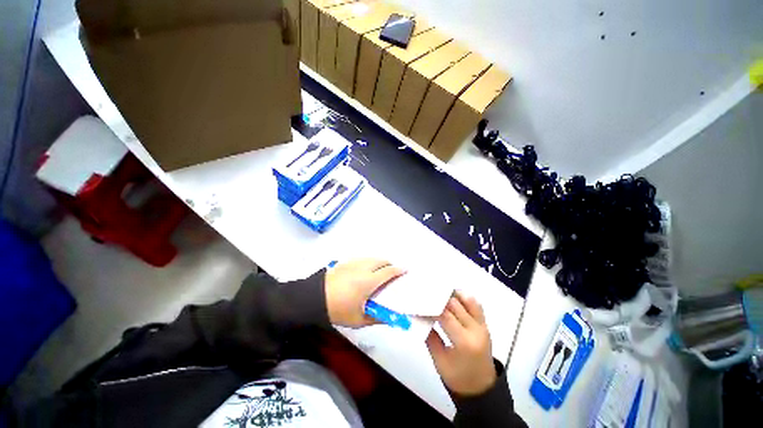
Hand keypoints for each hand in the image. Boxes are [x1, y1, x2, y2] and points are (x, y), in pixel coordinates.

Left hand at [325, 259, 405, 327]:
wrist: (315, 298)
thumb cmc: (339, 310)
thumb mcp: (359, 320)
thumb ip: (376, 319)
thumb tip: (390, 318)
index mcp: (369, 281)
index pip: (388, 272)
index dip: (398, 270)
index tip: (405, 270)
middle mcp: (364, 268)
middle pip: (381, 261)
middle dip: (390, 264)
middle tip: (392, 273)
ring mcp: (354, 263)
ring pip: (372, 258)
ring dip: (379, 262)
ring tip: (380, 271)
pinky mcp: (346, 262)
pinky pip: (363, 259)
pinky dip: (369, 262)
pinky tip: (365, 270)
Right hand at [426, 291, 496, 395]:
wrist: (481, 388)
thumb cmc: (458, 378)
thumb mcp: (439, 361)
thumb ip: (430, 337)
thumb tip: (419, 316)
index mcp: (464, 342)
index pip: (445, 316)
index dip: (431, 307)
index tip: (419, 302)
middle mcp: (476, 330)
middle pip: (456, 305)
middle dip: (439, 297)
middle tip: (426, 294)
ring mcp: (482, 326)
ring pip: (468, 300)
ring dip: (452, 294)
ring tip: (439, 292)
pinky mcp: (484, 324)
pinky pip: (476, 305)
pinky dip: (464, 297)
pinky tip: (452, 296)